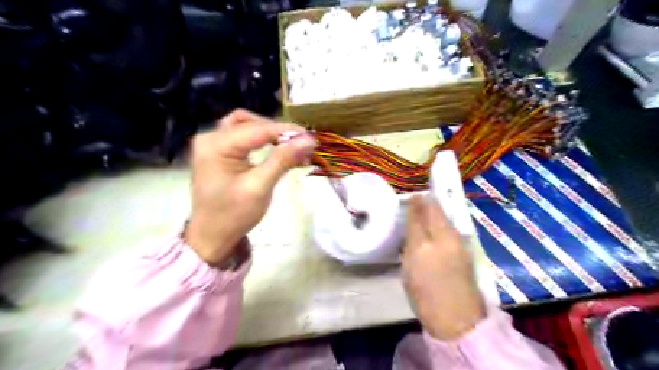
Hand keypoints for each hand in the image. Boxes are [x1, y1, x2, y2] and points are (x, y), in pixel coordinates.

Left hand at [186, 110, 316, 265]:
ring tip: (288, 143)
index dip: (287, 131)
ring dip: (268, 132)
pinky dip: (259, 138)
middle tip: (302, 143)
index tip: (312, 136)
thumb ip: (283, 159)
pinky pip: (241, 136)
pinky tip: (273, 147)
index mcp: (216, 145)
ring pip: (245, 125)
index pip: (258, 129)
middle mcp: (210, 138)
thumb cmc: (233, 215)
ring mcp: (211, 144)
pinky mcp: (216, 152)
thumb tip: (309, 139)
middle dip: (278, 131)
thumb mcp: (260, 187)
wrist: (211, 237)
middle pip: (250, 123)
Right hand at [399, 195, 484, 339]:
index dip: (414, 205)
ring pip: (445, 218)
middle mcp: (442, 239)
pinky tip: (438, 223)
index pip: (417, 218)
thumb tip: (411, 230)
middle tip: (420, 196)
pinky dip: (443, 221)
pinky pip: (451, 228)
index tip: (412, 196)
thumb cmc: (425, 298)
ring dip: (436, 210)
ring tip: (428, 206)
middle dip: (428, 202)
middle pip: (435, 212)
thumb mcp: (409, 272)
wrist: (458, 319)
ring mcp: (458, 243)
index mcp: (422, 247)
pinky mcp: (466, 250)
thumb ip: (410, 247)